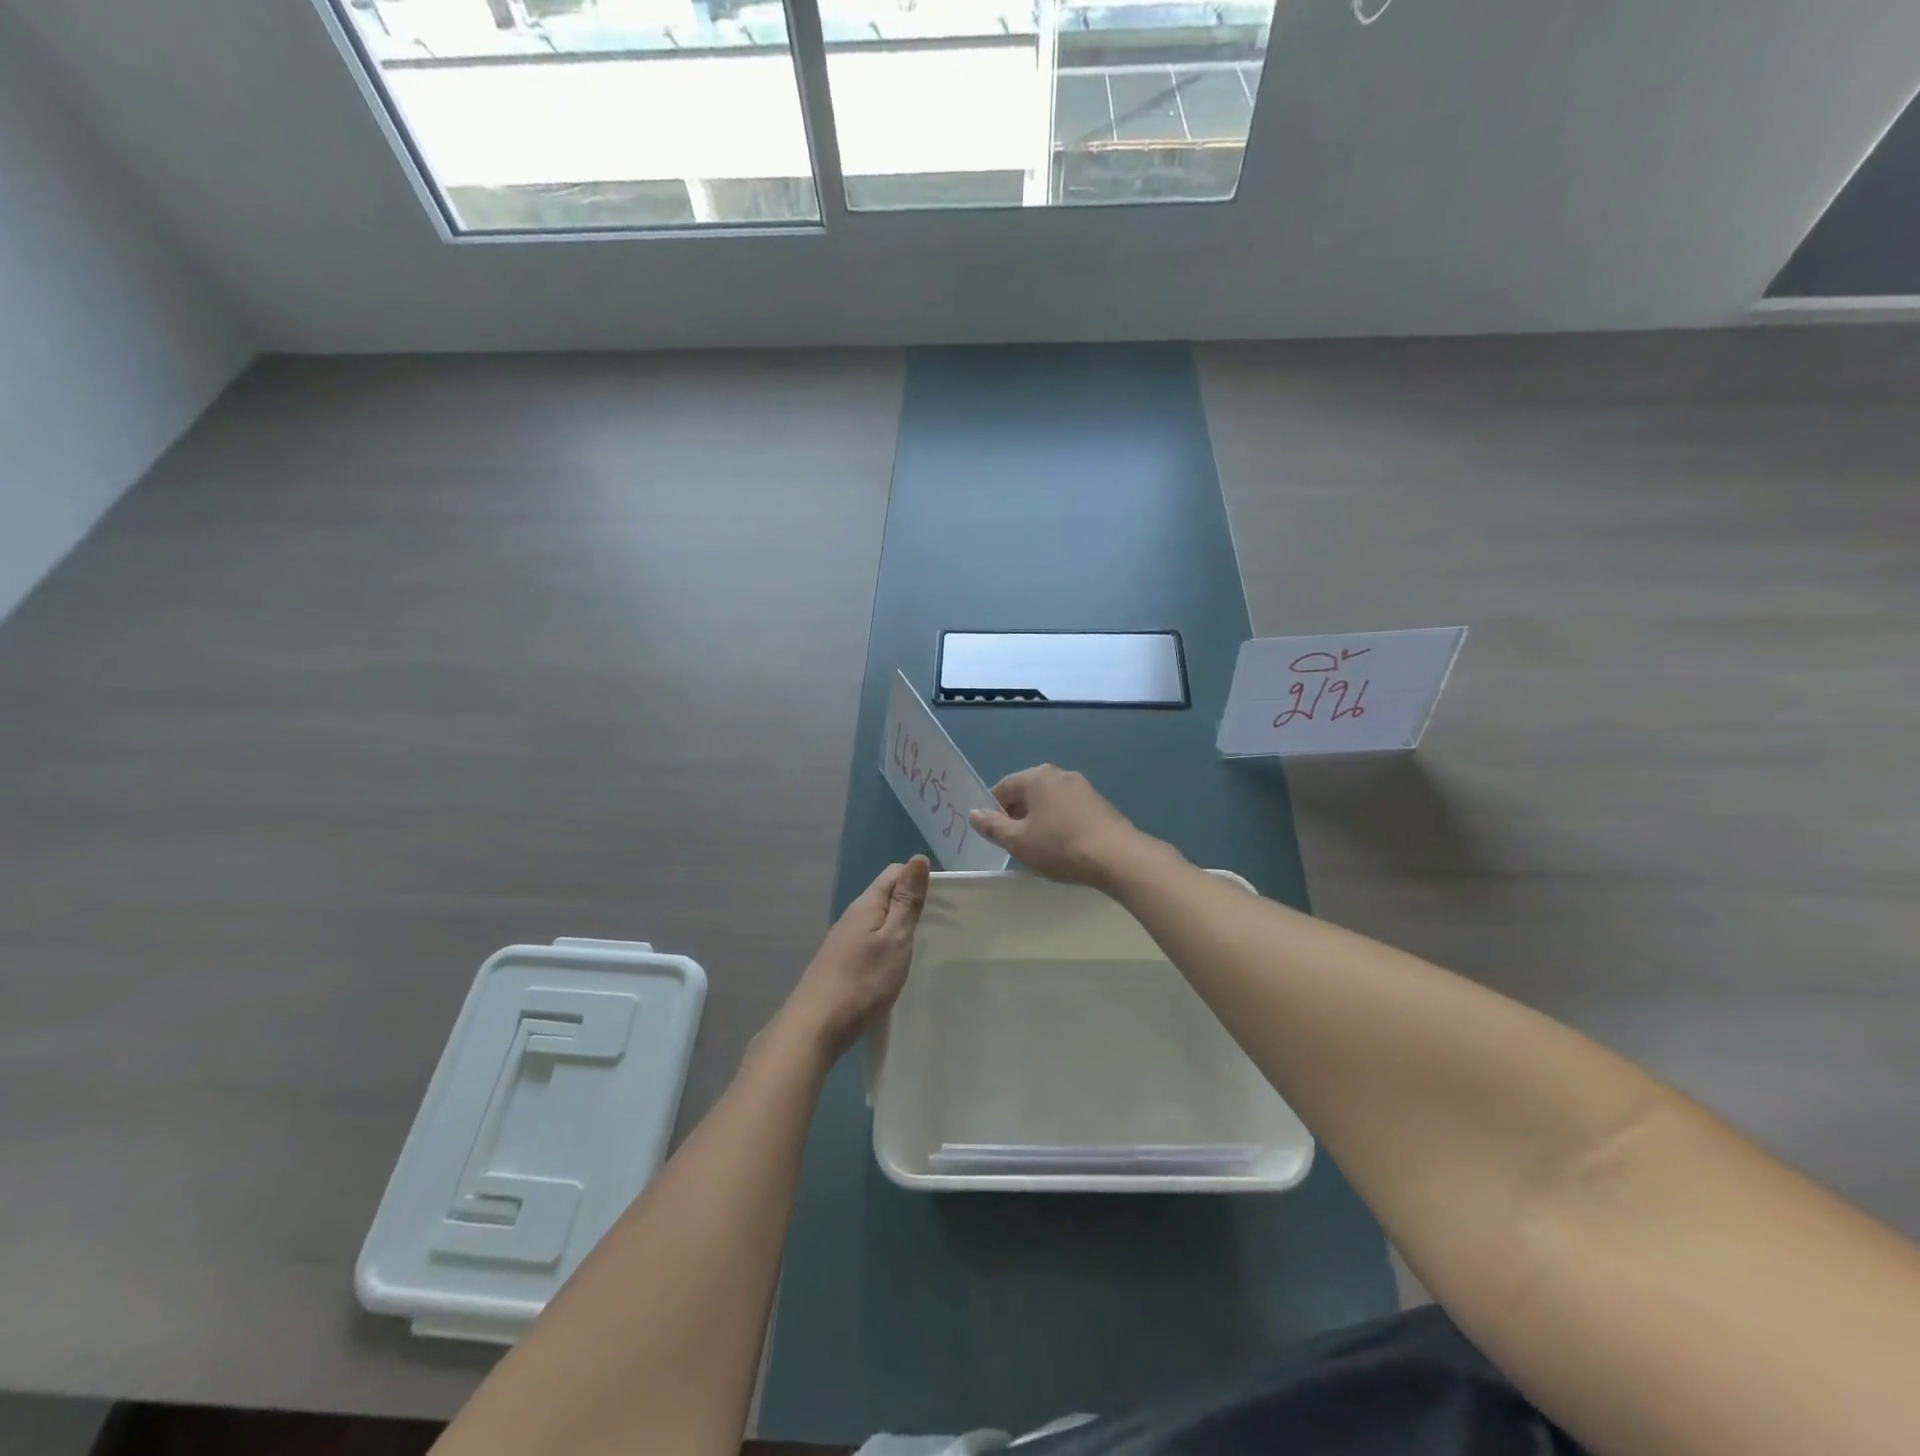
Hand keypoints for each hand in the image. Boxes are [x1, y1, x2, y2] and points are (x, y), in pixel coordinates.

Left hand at [782, 856, 930, 1060]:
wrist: (815, 1027)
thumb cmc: (863, 981)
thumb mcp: (894, 939)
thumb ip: (906, 901)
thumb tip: (918, 858)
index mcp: (866, 905)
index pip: (893, 873)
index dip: (918, 877)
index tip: (944, 897)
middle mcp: (851, 917)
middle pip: (884, 895)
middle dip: (911, 900)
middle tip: (940, 921)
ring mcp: (842, 941)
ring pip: (876, 920)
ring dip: (898, 923)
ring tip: (922, 941)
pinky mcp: (839, 964)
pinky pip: (868, 941)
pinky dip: (886, 943)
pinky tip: (895, 963)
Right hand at [968, 765, 1152, 888]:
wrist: (1117, 857)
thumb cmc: (1060, 846)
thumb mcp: (1018, 841)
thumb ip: (993, 826)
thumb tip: (974, 813)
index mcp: (1036, 777)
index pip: (1003, 787)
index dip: (992, 810)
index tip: (993, 834)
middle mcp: (1059, 774)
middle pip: (1027, 792)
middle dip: (1017, 815)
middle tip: (1014, 843)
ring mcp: (1083, 787)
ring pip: (1049, 802)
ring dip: (1039, 820)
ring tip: (1038, 847)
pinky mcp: (1099, 804)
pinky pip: (1068, 810)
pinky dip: (1059, 823)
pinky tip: (1062, 846)